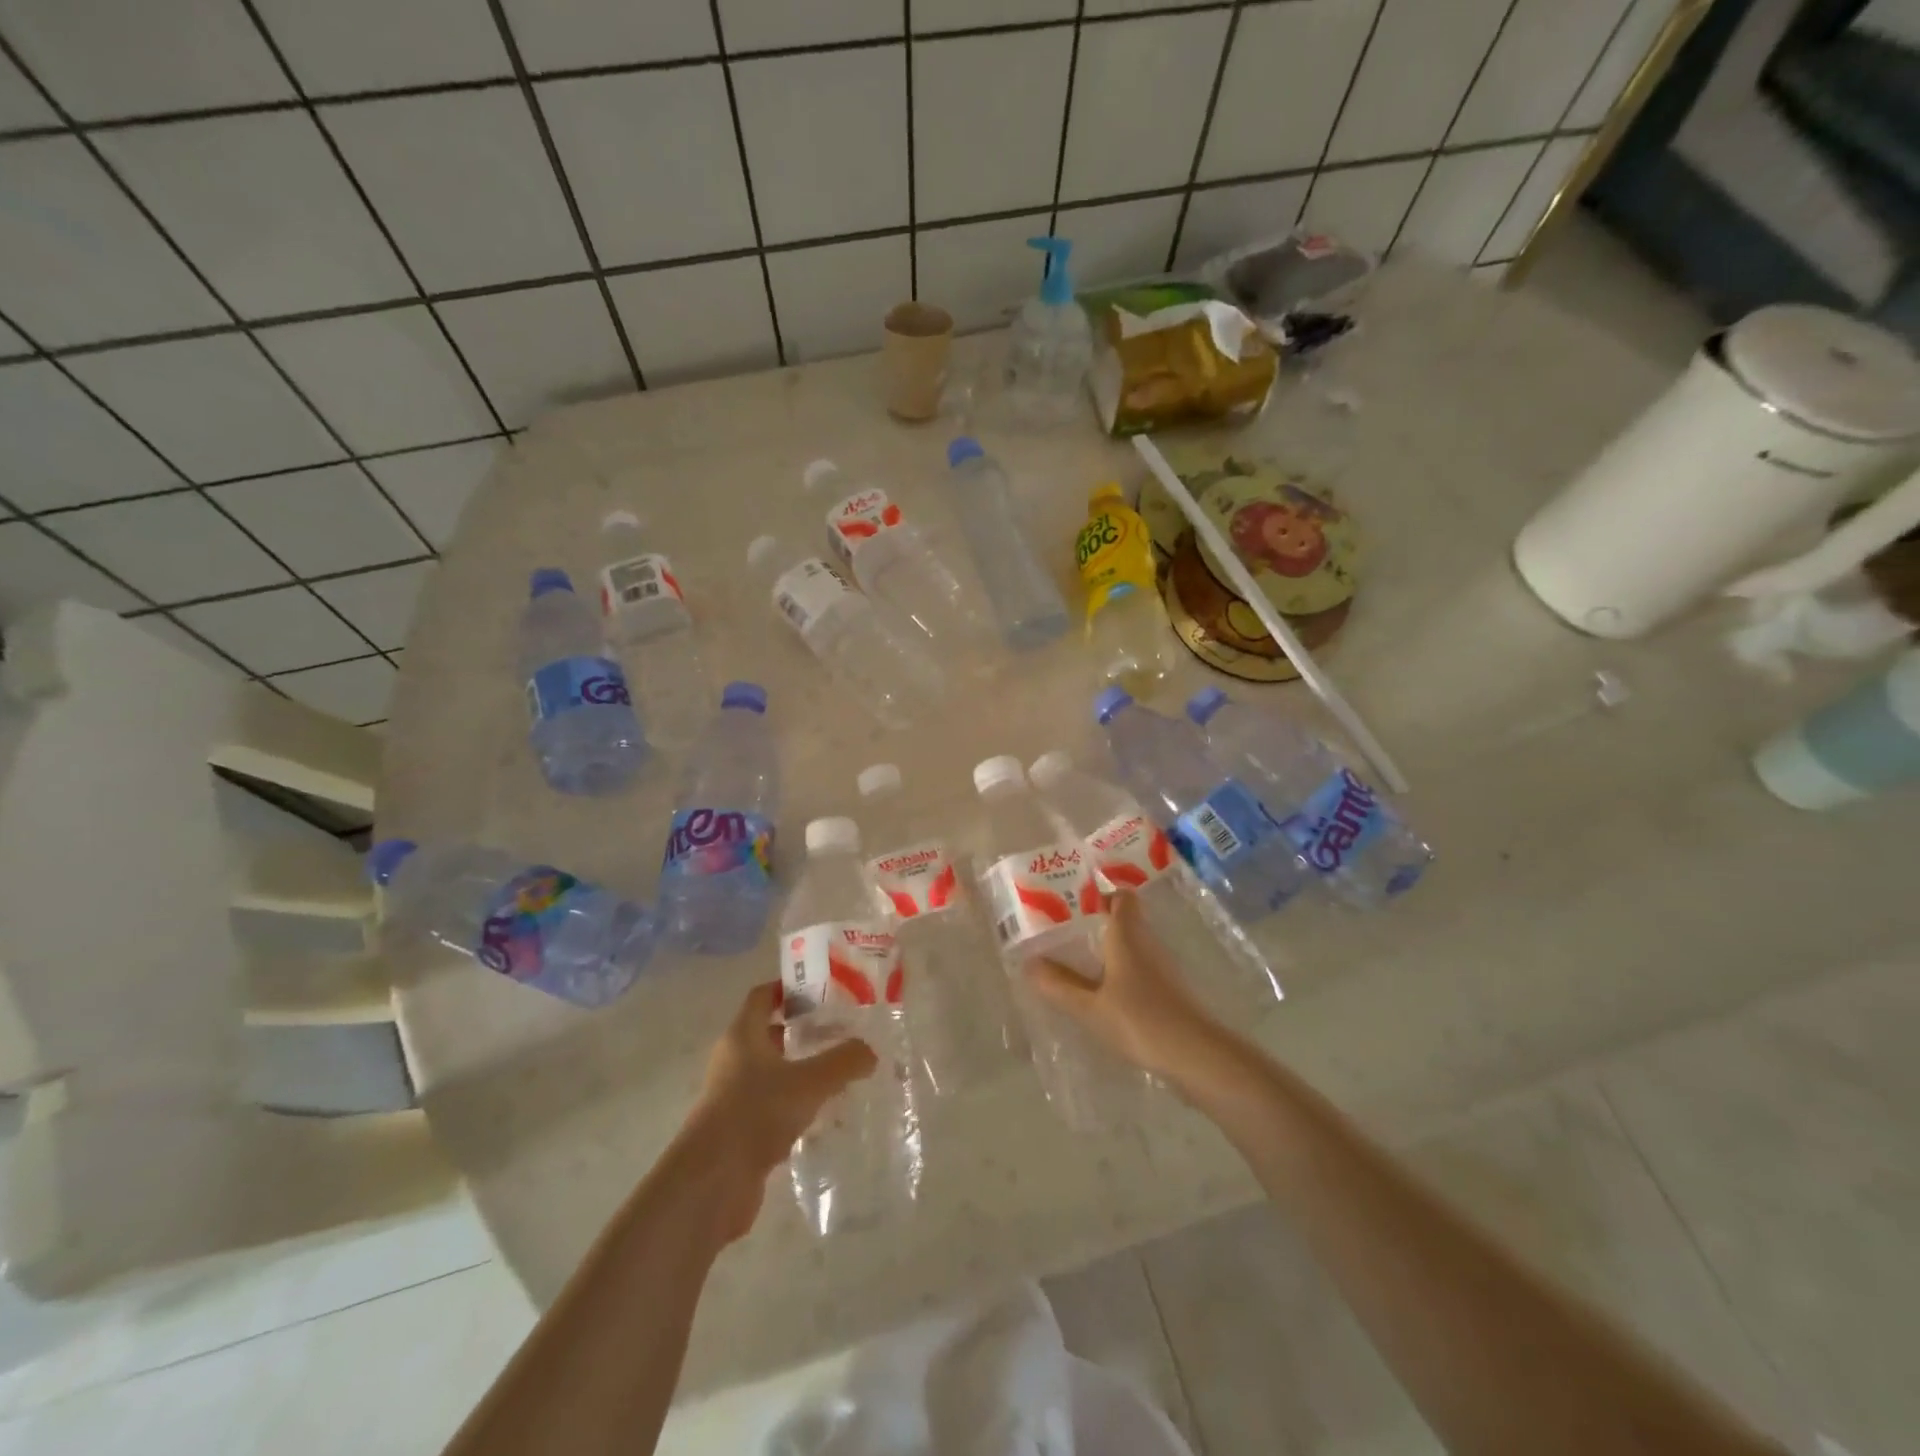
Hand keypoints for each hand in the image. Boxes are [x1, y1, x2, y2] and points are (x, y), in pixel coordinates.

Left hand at [677, 982, 876, 1243]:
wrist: (711, 1184)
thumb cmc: (755, 1114)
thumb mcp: (809, 1082)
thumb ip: (843, 1061)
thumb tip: (869, 1051)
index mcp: (742, 1035)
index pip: (763, 996)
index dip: (790, 988)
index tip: (824, 991)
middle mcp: (733, 1060)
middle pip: (769, 1033)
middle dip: (803, 1031)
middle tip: (841, 1033)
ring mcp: (732, 1097)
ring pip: (772, 1073)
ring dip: (801, 1071)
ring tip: (839, 1074)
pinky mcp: (738, 1131)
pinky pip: (772, 1108)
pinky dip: (795, 1107)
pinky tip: (823, 1117)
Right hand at [1026, 890, 1231, 1087]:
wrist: (1196, 1056)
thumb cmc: (1140, 1021)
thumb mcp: (1090, 1006)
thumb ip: (1059, 985)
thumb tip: (1029, 963)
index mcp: (1127, 935)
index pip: (1121, 897)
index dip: (1100, 894)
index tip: (1073, 903)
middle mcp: (1147, 942)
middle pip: (1125, 920)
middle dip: (1097, 922)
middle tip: (1064, 932)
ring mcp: (1163, 967)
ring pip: (1133, 945)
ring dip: (1109, 949)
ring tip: (1077, 961)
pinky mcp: (1170, 990)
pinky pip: (1141, 968)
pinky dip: (1122, 971)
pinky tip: (1104, 992)